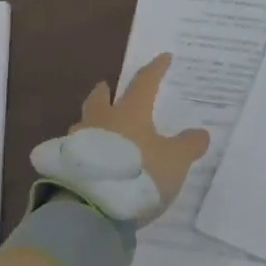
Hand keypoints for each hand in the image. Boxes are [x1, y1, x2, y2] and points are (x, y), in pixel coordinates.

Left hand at [30, 53, 209, 224]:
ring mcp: (78, 142)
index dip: (155, 70)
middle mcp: (102, 120)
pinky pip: (74, 150)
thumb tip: (201, 133)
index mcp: (130, 112)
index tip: (163, 58)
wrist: (90, 208)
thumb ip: (188, 146)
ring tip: (97, 127)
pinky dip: (82, 149)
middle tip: (107, 87)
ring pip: (83, 123)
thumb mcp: (174, 162)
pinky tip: (88, 160)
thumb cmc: (138, 175)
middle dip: (105, 91)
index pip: (144, 83)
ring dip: (90, 121)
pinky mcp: (64, 166)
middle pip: (100, 99)